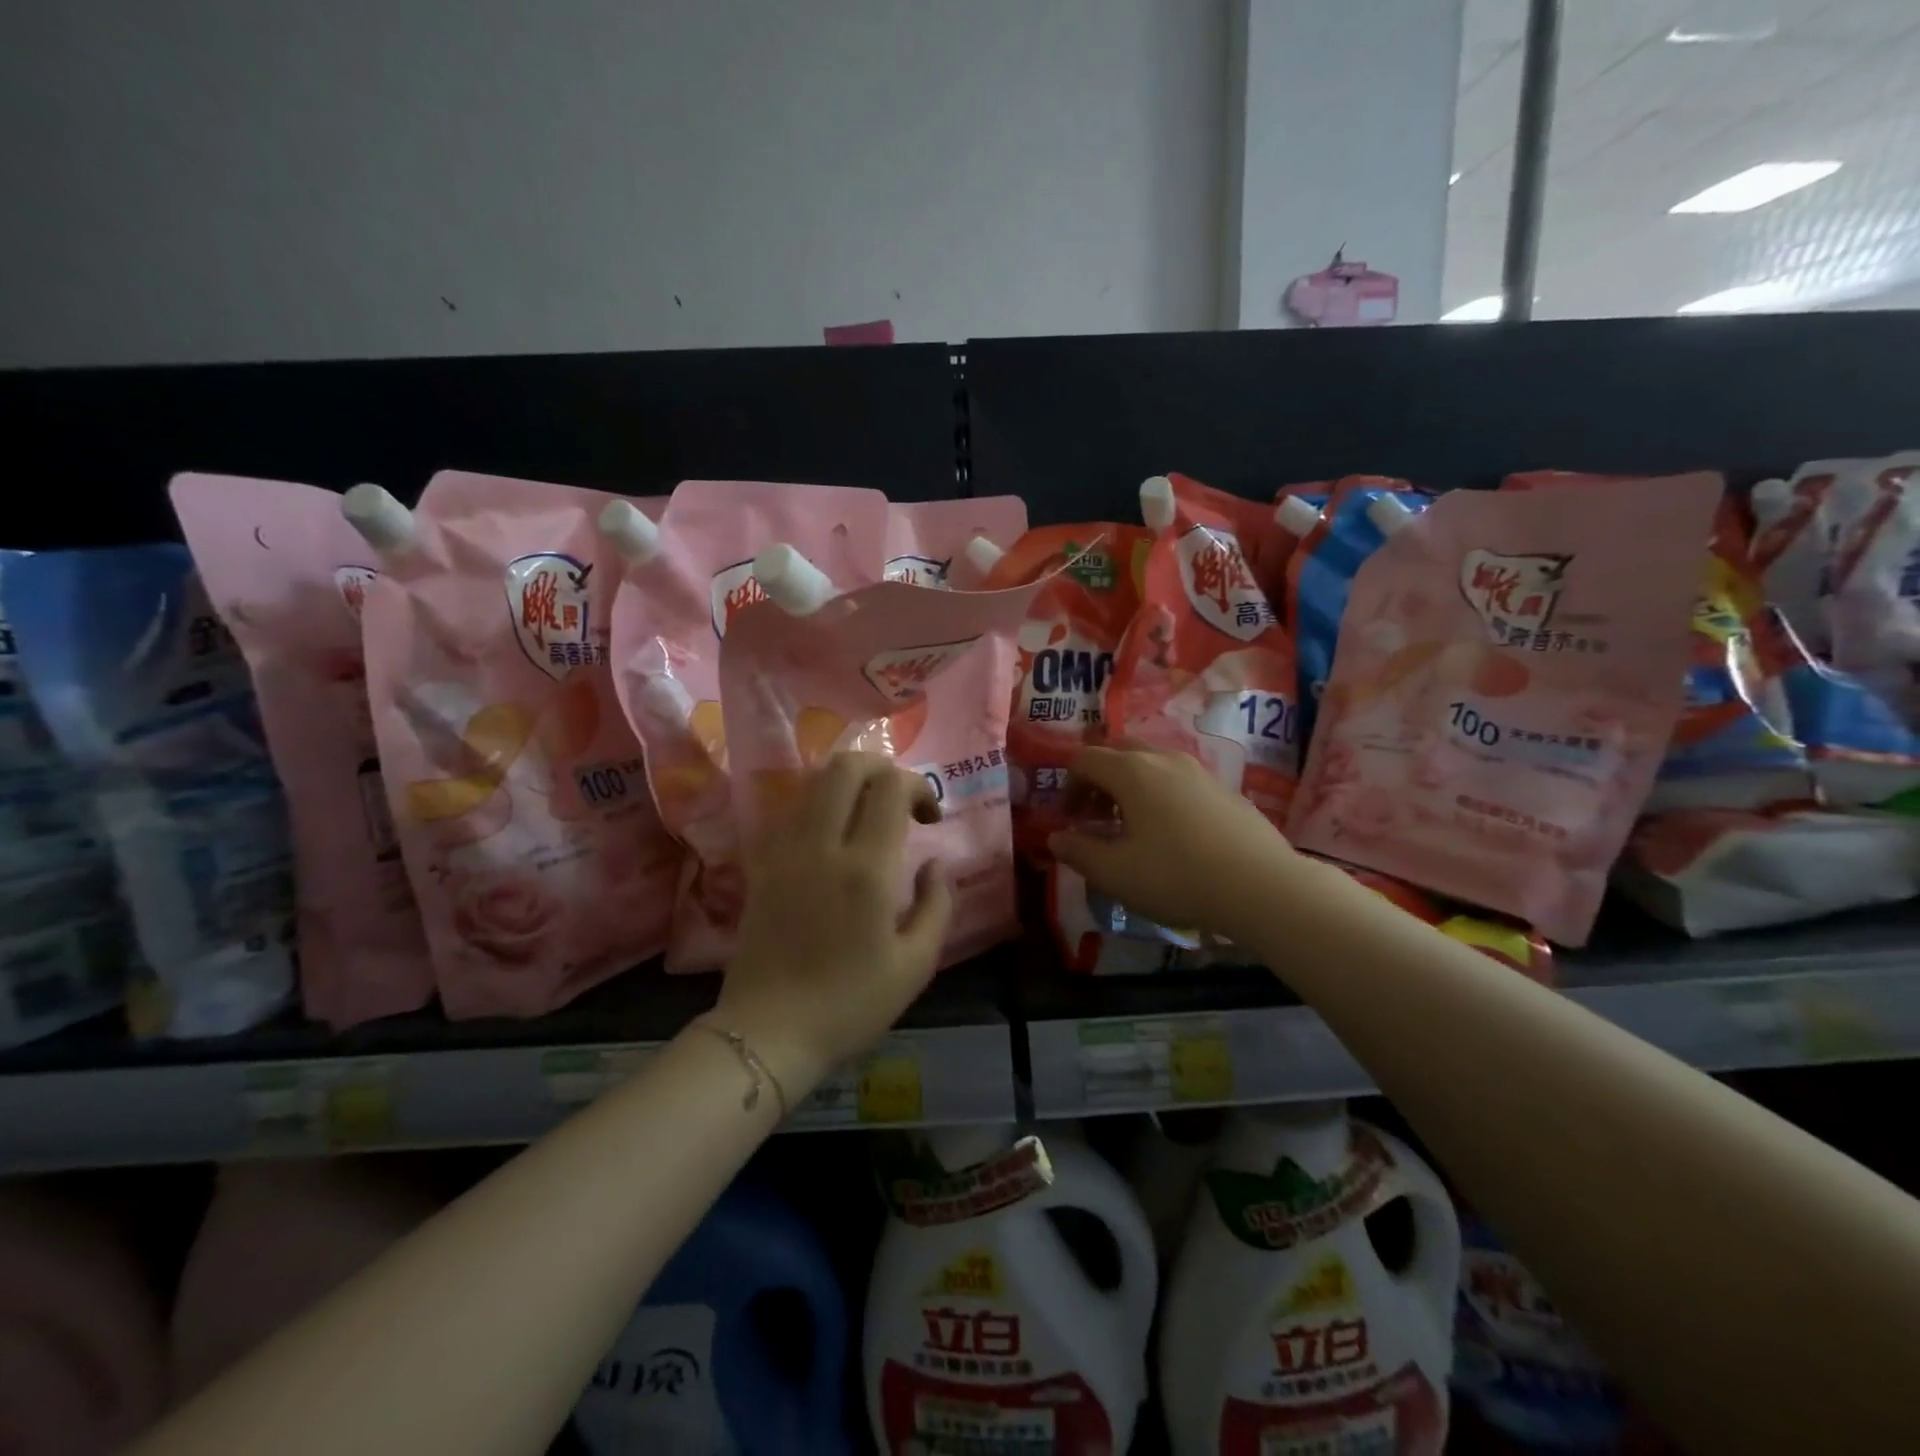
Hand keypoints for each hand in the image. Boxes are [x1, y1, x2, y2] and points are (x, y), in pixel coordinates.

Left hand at [714, 752, 952, 1096]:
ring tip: (867, 816)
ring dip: (848, 784)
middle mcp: (822, 846)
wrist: (768, 1032)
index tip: (930, 819)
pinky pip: (791, 812)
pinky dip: (818, 806)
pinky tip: (832, 838)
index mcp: (866, 869)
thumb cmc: (850, 1004)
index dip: (919, 787)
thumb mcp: (916, 965)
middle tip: (899, 800)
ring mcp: (785, 851)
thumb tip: (936, 865)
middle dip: (881, 767)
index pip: (891, 786)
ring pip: (814, 782)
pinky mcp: (761, 864)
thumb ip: (937, 905)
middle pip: (846, 766)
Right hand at [1048, 745, 1302, 945]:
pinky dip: (1161, 793)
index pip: (1084, 759)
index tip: (1070, 819)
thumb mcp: (1115, 873)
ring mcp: (1199, 770)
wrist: (1261, 886)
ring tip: (1132, 825)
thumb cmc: (1176, 876)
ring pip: (1152, 762)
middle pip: (1118, 751)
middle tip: (1097, 815)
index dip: (1068, 786)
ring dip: (1130, 785)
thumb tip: (1056, 837)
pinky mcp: (1224, 789)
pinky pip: (1179, 779)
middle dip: (1099, 779)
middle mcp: (1164, 759)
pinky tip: (1172, 833)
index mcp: (1131, 771)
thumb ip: (1078, 852)